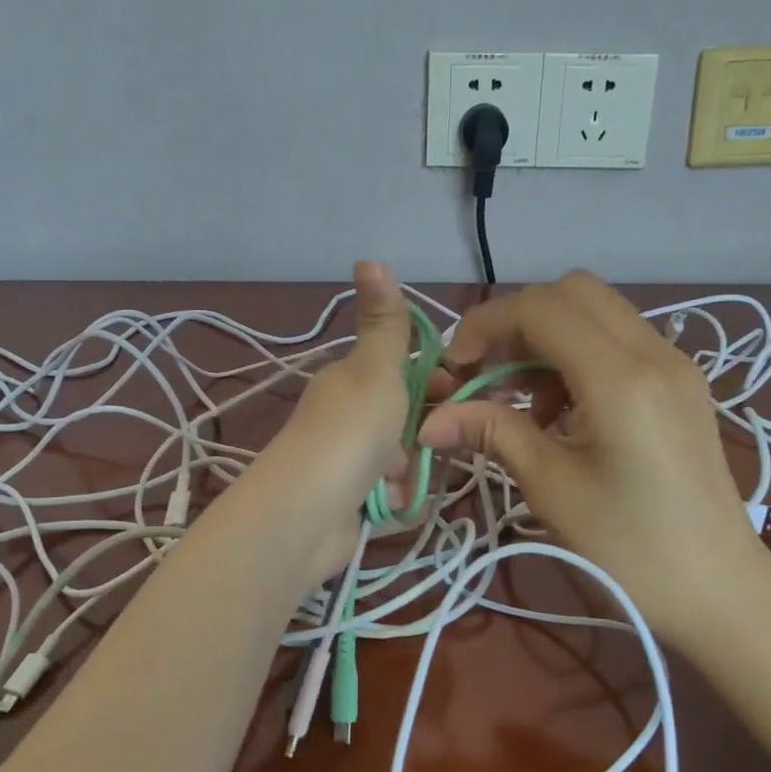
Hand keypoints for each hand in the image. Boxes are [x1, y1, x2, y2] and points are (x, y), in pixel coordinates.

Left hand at [257, 260, 413, 578]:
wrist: (304, 516)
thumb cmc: (349, 434)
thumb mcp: (375, 370)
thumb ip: (383, 322)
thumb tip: (369, 255)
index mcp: (351, 380)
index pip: (408, 373)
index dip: (440, 383)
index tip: (465, 397)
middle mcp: (348, 416)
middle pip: (411, 418)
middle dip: (428, 433)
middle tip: (433, 444)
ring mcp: (349, 461)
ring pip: (406, 460)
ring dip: (413, 471)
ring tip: (402, 480)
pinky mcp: (352, 501)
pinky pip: (394, 495)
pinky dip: (398, 500)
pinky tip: (392, 504)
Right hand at [416, 271, 770, 654]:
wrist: (720, 592)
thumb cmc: (629, 551)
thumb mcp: (550, 487)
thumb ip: (492, 433)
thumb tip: (430, 420)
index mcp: (621, 378)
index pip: (541, 309)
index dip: (486, 325)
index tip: (457, 368)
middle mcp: (655, 353)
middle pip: (572, 292)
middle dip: (518, 322)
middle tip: (489, 374)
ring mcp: (676, 365)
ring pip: (598, 313)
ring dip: (548, 339)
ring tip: (524, 402)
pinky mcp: (683, 384)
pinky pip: (620, 341)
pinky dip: (579, 356)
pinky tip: (564, 412)